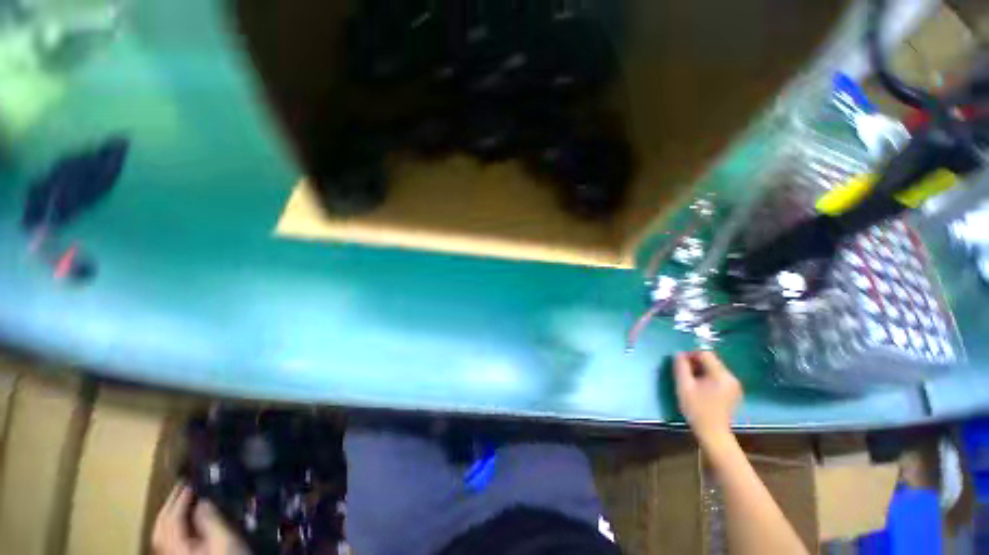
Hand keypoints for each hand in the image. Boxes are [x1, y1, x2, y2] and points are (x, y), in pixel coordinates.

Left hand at [152, 484, 249, 554]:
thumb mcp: (224, 539)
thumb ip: (210, 519)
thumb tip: (202, 500)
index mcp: (176, 546)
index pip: (171, 518)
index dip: (180, 497)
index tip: (192, 479)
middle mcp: (168, 551)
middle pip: (160, 526)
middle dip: (170, 504)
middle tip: (184, 485)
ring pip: (161, 533)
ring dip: (169, 513)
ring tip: (183, 498)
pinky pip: (167, 539)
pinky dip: (172, 525)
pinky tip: (183, 521)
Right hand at [673, 351, 742, 447]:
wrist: (713, 433)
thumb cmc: (696, 409)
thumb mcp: (684, 386)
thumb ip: (680, 367)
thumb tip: (678, 353)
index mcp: (721, 375)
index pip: (705, 354)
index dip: (690, 354)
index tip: (679, 363)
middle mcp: (731, 377)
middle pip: (711, 360)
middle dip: (695, 363)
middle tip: (683, 372)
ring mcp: (734, 385)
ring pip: (715, 369)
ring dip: (701, 370)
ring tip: (691, 381)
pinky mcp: (734, 392)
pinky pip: (719, 377)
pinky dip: (708, 377)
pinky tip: (701, 388)